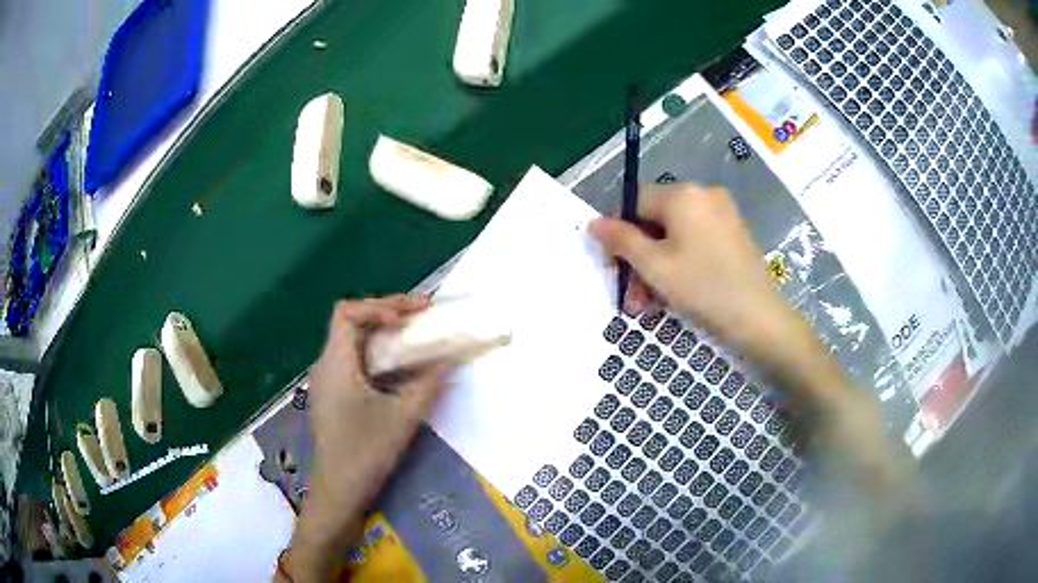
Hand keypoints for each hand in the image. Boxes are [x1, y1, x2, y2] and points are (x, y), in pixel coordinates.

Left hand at [282, 295, 453, 581]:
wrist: (338, 492)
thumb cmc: (365, 454)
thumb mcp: (403, 418)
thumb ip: (429, 383)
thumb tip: (453, 356)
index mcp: (336, 363)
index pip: (347, 312)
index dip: (379, 306)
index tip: (410, 318)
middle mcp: (326, 365)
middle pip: (352, 324)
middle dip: (388, 316)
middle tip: (423, 319)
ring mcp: (327, 382)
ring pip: (354, 343)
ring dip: (384, 336)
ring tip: (416, 338)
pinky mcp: (333, 396)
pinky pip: (354, 363)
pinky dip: (378, 357)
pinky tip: (399, 370)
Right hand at [590, 185, 909, 499]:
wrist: (761, 318)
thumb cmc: (704, 288)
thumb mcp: (654, 266)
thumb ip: (621, 239)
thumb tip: (593, 221)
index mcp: (683, 194)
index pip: (635, 201)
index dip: (619, 233)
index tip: (614, 266)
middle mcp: (703, 194)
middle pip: (656, 220)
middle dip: (639, 258)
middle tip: (632, 296)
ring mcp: (722, 213)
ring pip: (675, 235)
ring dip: (657, 266)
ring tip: (649, 304)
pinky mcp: (733, 233)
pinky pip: (695, 241)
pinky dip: (680, 263)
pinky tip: (675, 293)